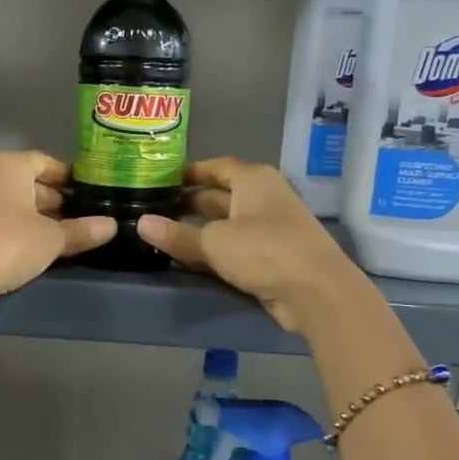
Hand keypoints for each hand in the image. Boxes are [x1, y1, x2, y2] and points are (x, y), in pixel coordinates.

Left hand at [0, 151, 116, 309]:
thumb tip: (112, 225)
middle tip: (76, 218)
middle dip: (50, 199)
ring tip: (57, 236)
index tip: (85, 192)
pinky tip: (28, 248)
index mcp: (9, 165)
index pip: (44, 162)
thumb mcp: (52, 239)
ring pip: (8, 201)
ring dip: (31, 215)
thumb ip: (81, 230)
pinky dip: (12, 227)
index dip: (66, 177)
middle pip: (25, 181)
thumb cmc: (9, 244)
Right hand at [137, 158, 363, 333]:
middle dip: (186, 204)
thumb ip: (176, 235)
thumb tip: (141, 224)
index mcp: (253, 180)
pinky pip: (232, 247)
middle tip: (151, 211)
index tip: (159, 181)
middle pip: (217, 195)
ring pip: (224, 223)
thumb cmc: (265, 251)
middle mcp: (262, 197)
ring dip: (196, 230)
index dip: (188, 172)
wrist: (317, 293)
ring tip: (160, 236)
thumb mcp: (214, 242)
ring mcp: (268, 227)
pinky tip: (185, 260)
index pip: (215, 166)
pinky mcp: (270, 256)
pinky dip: (211, 251)